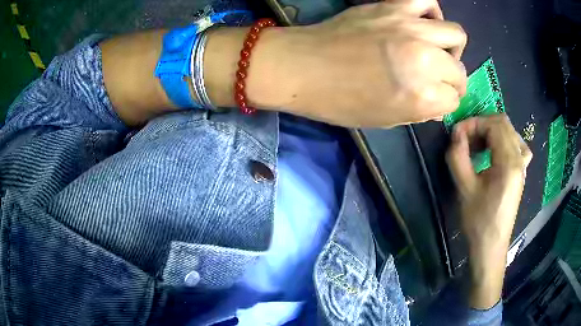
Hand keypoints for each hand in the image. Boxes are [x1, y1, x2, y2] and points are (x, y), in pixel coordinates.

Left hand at [253, 0, 466, 126]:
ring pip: (456, 34)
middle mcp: (424, 60)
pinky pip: (427, 2)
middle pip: (459, 70)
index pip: (453, 100)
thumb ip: (419, 112)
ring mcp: (410, 28)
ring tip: (437, 51)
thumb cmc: (339, 101)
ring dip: (451, 47)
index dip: (445, 103)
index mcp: (421, 96)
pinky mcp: (393, 7)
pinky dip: (432, 13)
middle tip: (438, 80)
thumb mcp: (385, 120)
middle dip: (453, 81)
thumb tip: (438, 107)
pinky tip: (423, 24)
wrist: (302, 66)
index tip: (435, 101)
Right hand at [446, 114, 531, 308]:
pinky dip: (502, 140)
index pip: (493, 126)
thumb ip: (458, 156)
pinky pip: (515, 144)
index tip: (457, 135)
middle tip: (465, 139)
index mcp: (509, 162)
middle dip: (481, 125)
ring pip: (509, 131)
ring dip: (491, 131)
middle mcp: (519, 159)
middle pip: (503, 124)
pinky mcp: (520, 172)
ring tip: (477, 145)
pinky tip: (494, 152)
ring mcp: (522, 165)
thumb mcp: (465, 189)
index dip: (473, 124)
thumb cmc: (479, 221)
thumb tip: (456, 133)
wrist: (491, 246)